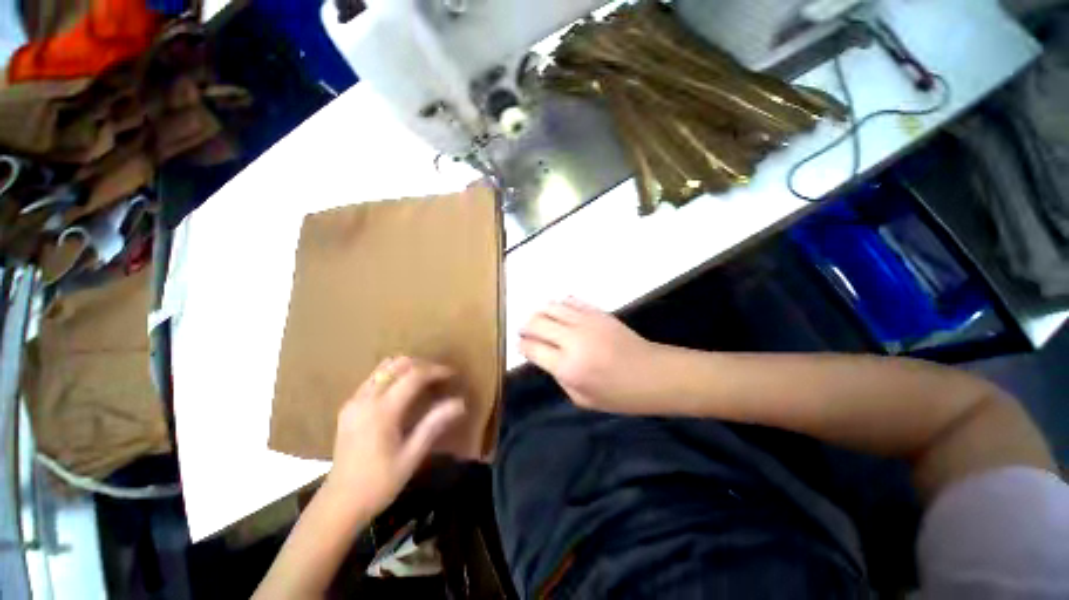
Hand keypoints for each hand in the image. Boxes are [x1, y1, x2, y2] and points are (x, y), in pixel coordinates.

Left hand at [325, 357, 464, 516]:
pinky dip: (392, 376)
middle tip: (439, 377)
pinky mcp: (348, 407)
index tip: (453, 375)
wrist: (339, 504)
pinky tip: (403, 392)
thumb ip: (434, 424)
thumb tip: (460, 403)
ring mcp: (354, 401)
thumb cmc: (379, 483)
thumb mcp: (411, 456)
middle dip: (423, 365)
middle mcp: (366, 399)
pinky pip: (374, 378)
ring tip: (424, 381)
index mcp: (382, 411)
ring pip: (383, 367)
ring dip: (407, 367)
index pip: (414, 375)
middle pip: (398, 364)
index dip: (436, 371)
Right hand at [519, 298, 670, 413]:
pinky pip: (570, 300)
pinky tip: (560, 313)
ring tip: (540, 322)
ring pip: (550, 307)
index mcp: (568, 367)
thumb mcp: (582, 399)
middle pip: (536, 322)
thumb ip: (558, 376)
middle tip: (525, 333)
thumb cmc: (619, 395)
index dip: (522, 345)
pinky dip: (559, 305)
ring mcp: (586, 321)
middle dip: (525, 326)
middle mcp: (572, 340)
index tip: (521, 346)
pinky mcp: (597, 312)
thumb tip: (543, 356)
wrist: (654, 374)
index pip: (532, 347)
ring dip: (539, 313)